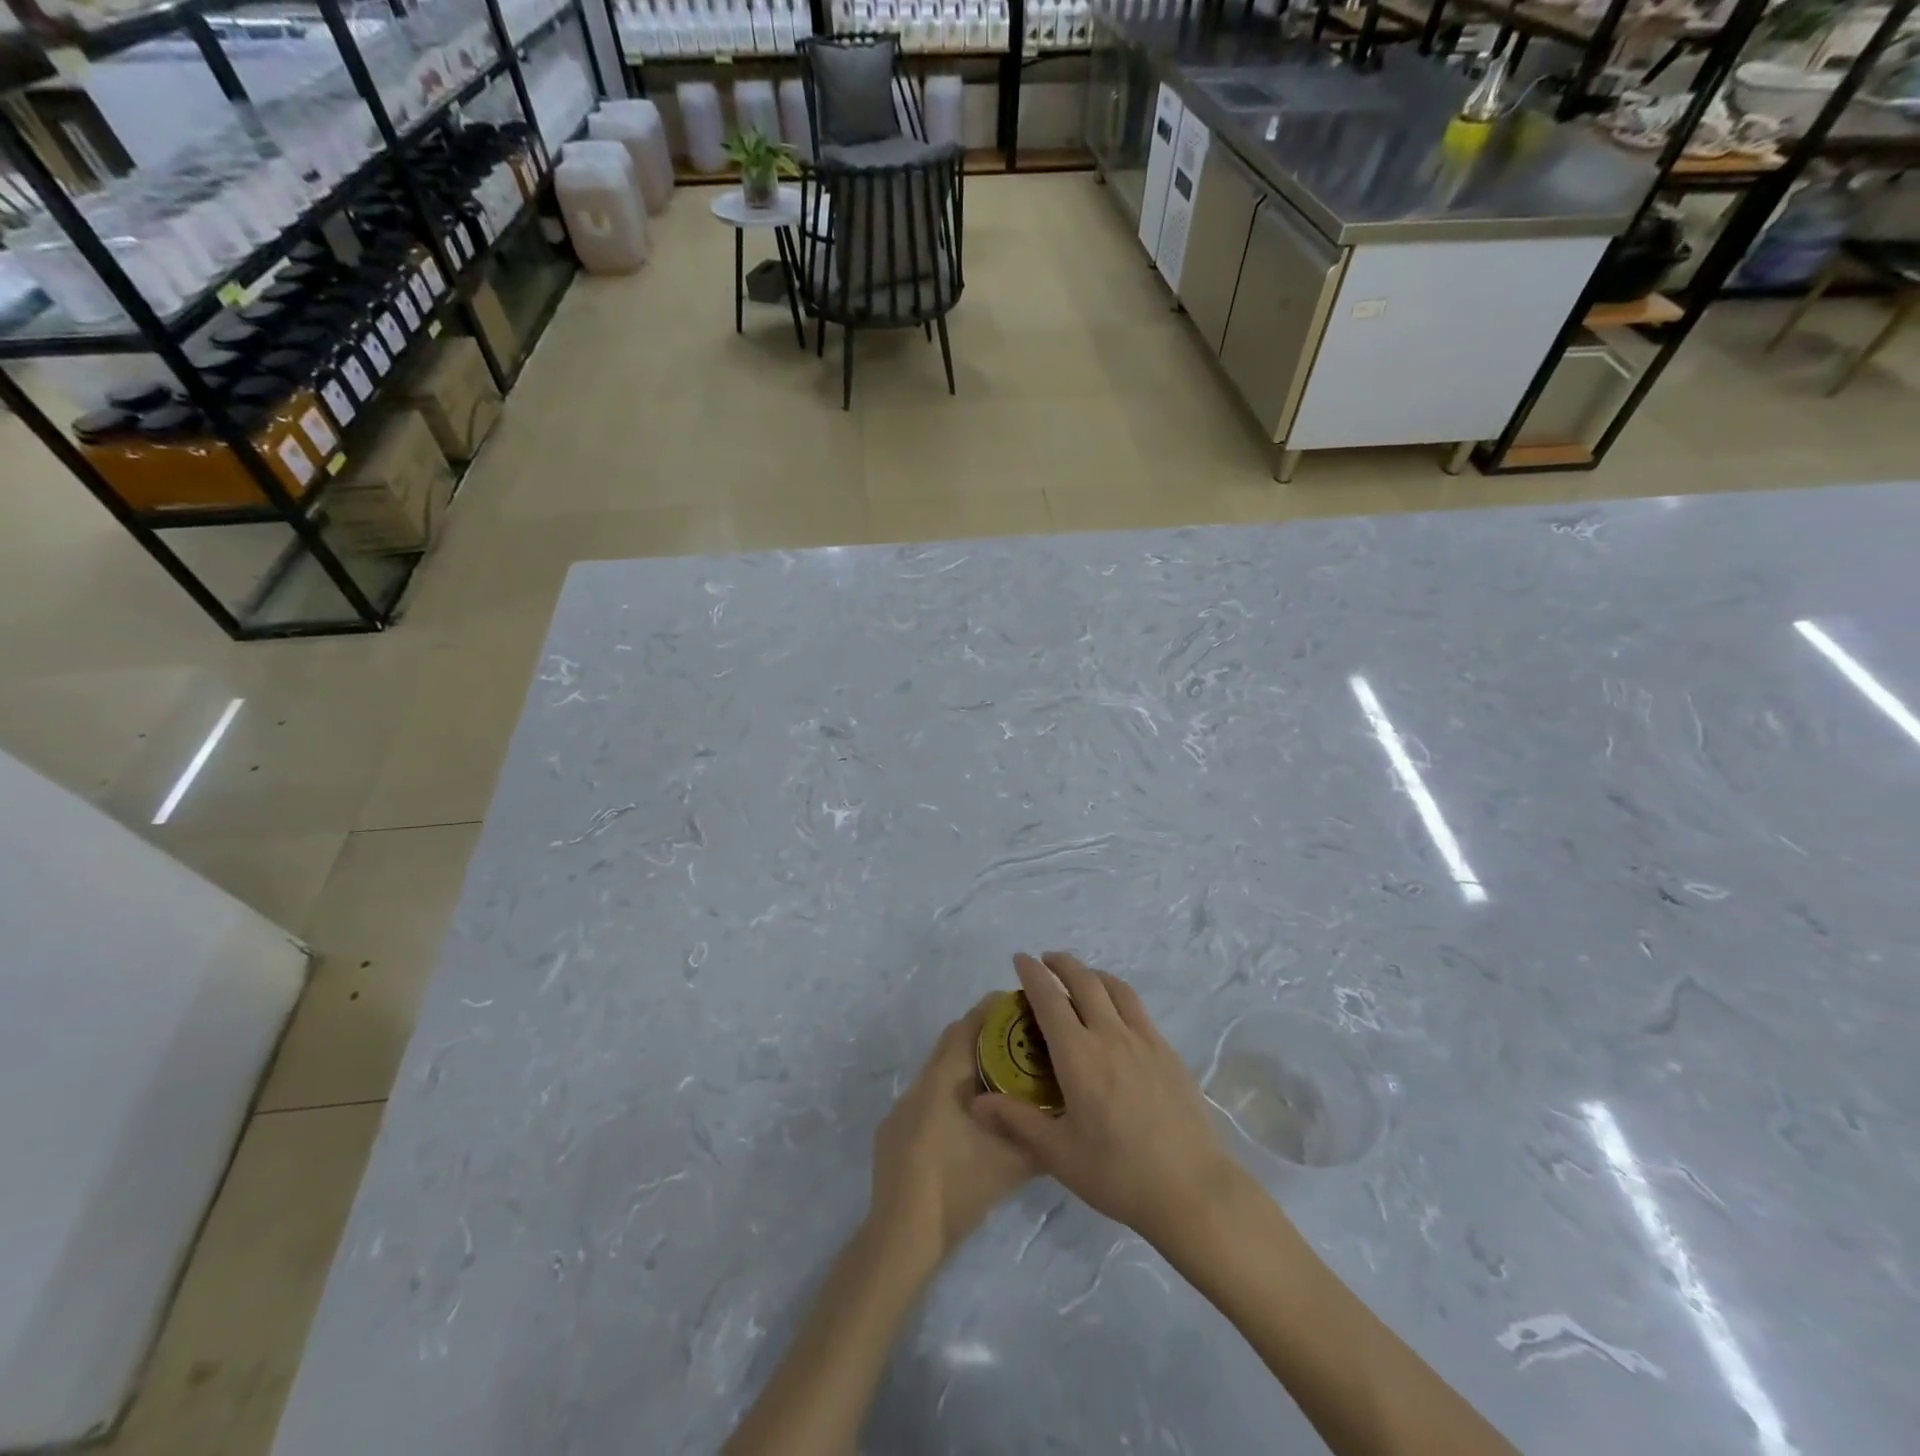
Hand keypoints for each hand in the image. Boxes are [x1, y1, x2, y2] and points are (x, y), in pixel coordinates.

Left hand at [869, 995, 1038, 1269]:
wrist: (902, 1235)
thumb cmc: (958, 1188)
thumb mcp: (1012, 1163)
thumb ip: (1040, 1135)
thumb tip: (1067, 1117)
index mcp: (945, 1079)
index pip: (968, 1026)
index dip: (993, 1010)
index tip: (1021, 1005)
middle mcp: (921, 1082)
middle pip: (953, 1041)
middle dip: (983, 1033)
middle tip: (1020, 1040)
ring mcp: (903, 1106)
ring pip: (939, 1069)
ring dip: (966, 1064)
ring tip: (1002, 1077)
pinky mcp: (894, 1130)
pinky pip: (927, 1095)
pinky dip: (949, 1092)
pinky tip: (969, 1118)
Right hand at [973, 952, 1236, 1249]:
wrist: (1192, 1189)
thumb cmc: (1118, 1174)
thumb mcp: (1059, 1154)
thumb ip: (1017, 1121)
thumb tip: (977, 1102)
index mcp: (1079, 1055)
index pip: (1049, 999)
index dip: (1033, 974)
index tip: (1020, 958)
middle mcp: (1110, 1035)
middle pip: (1084, 981)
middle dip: (1062, 963)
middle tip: (1046, 960)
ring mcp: (1144, 1040)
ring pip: (1115, 988)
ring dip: (1093, 973)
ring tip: (1081, 977)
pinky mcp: (1168, 1052)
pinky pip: (1138, 1008)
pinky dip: (1118, 994)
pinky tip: (1117, 1013)